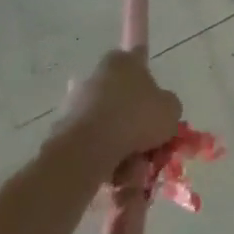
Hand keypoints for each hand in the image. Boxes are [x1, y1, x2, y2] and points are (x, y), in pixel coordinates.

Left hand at [61, 50, 181, 170]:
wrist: (88, 148)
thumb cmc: (136, 118)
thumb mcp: (171, 109)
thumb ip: (168, 106)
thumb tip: (159, 111)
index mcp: (121, 61)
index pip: (138, 60)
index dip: (149, 81)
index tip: (154, 103)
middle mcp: (96, 76)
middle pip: (123, 99)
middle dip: (135, 122)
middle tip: (149, 144)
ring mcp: (75, 102)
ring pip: (108, 125)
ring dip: (121, 144)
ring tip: (133, 166)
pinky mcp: (61, 129)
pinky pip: (91, 143)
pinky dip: (103, 157)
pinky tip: (115, 173)